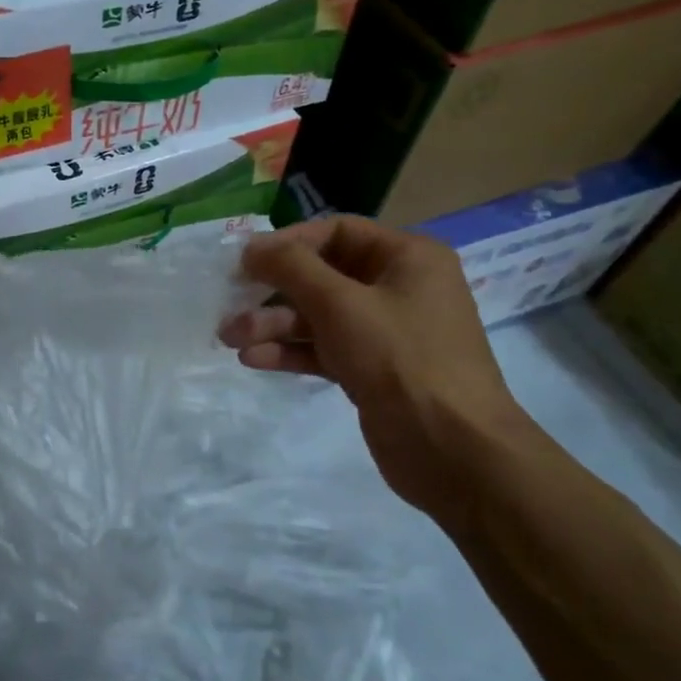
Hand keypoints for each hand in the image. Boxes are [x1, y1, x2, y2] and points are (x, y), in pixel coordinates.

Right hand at [218, 217, 542, 523]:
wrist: (451, 448)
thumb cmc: (400, 359)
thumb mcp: (341, 304)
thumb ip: (292, 268)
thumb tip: (252, 246)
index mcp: (407, 258)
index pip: (338, 232)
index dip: (289, 243)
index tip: (245, 261)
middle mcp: (398, 288)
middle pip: (323, 276)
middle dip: (273, 292)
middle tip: (229, 304)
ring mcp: (385, 332)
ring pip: (319, 316)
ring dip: (273, 325)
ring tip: (230, 338)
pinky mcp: (372, 370)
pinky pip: (324, 349)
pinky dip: (291, 351)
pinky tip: (255, 359)